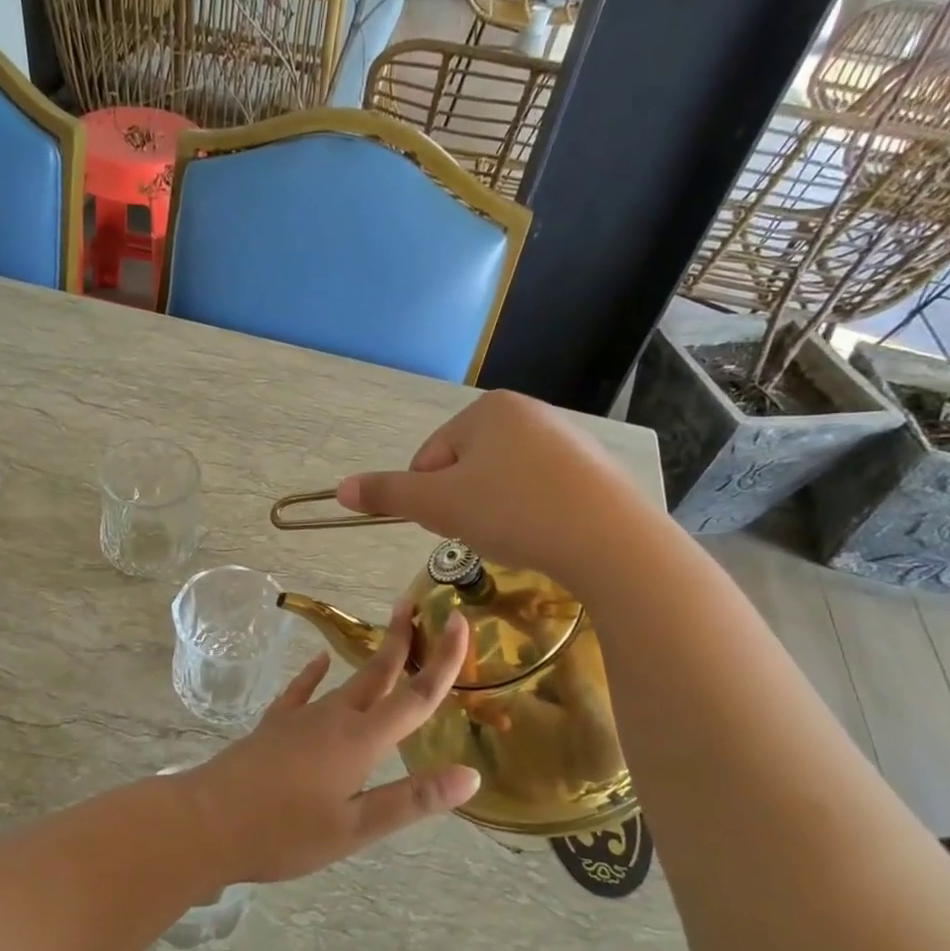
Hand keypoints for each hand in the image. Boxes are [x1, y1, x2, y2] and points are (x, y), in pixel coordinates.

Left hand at [177, 602, 478, 882]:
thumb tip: (470, 774)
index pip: (415, 695)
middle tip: (416, 605)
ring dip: (371, 660)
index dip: (444, 660)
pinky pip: (302, 691)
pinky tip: (320, 661)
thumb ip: (411, 799)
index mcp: (361, 741)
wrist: (207, 821)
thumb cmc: (284, 833)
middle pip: (378, 673)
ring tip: (388, 639)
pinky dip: (314, 674)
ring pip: (347, 681)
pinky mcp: (274, 725)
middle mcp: (334, 718)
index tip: (461, 622)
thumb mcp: (355, 828)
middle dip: (401, 640)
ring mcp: (300, 717)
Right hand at [335, 389, 640, 576]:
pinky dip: (529, 513)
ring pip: (500, 481)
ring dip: (493, 510)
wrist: (610, 541)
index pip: (429, 457)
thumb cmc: (513, 511)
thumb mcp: (439, 505)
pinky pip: (537, 489)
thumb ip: (387, 493)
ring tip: (515, 535)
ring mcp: (563, 438)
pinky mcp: (590, 468)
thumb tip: (339, 489)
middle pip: (464, 467)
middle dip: (463, 502)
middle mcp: (526, 412)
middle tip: (484, 531)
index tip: (454, 522)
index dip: (431, 497)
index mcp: (486, 409)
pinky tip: (543, 534)